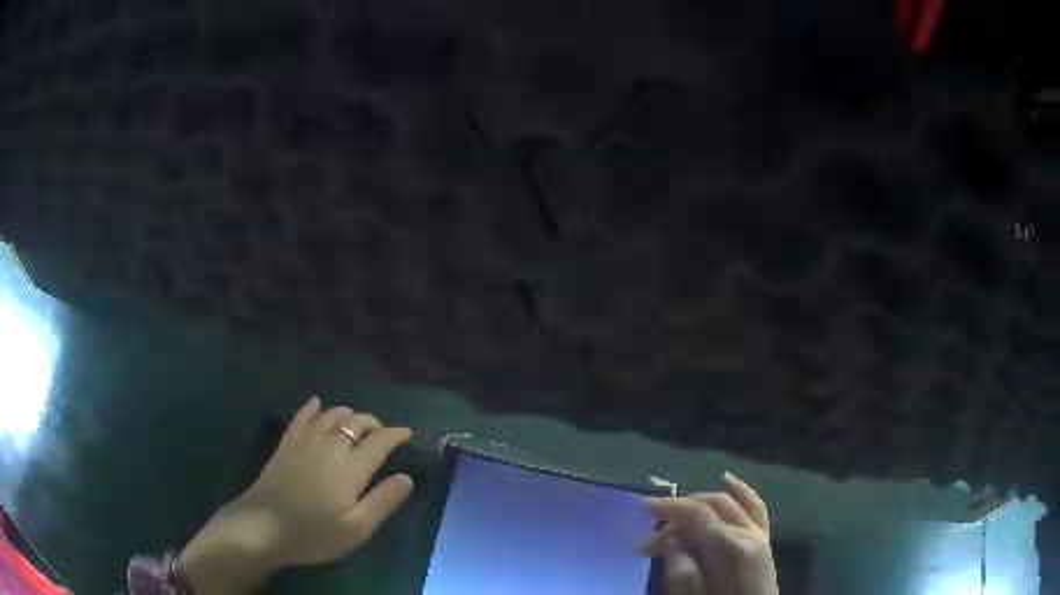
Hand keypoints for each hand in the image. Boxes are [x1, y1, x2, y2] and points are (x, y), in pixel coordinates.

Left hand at [179, 398, 414, 594]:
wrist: (264, 526)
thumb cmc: (314, 533)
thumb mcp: (356, 528)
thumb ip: (383, 501)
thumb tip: (407, 477)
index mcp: (350, 467)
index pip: (379, 441)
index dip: (395, 434)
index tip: (407, 433)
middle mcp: (329, 446)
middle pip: (355, 422)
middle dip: (373, 423)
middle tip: (383, 433)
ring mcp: (305, 441)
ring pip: (331, 414)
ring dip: (348, 414)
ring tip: (357, 423)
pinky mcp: (286, 444)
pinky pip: (302, 416)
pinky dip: (313, 407)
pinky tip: (318, 404)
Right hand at [640, 472, 777, 594]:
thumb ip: (680, 567)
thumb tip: (671, 539)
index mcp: (729, 549)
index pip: (697, 514)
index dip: (669, 507)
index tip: (643, 508)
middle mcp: (747, 534)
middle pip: (710, 508)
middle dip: (678, 515)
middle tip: (650, 540)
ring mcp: (760, 535)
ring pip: (729, 503)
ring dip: (700, 504)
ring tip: (675, 515)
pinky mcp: (764, 540)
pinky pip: (755, 507)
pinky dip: (741, 492)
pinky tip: (728, 479)